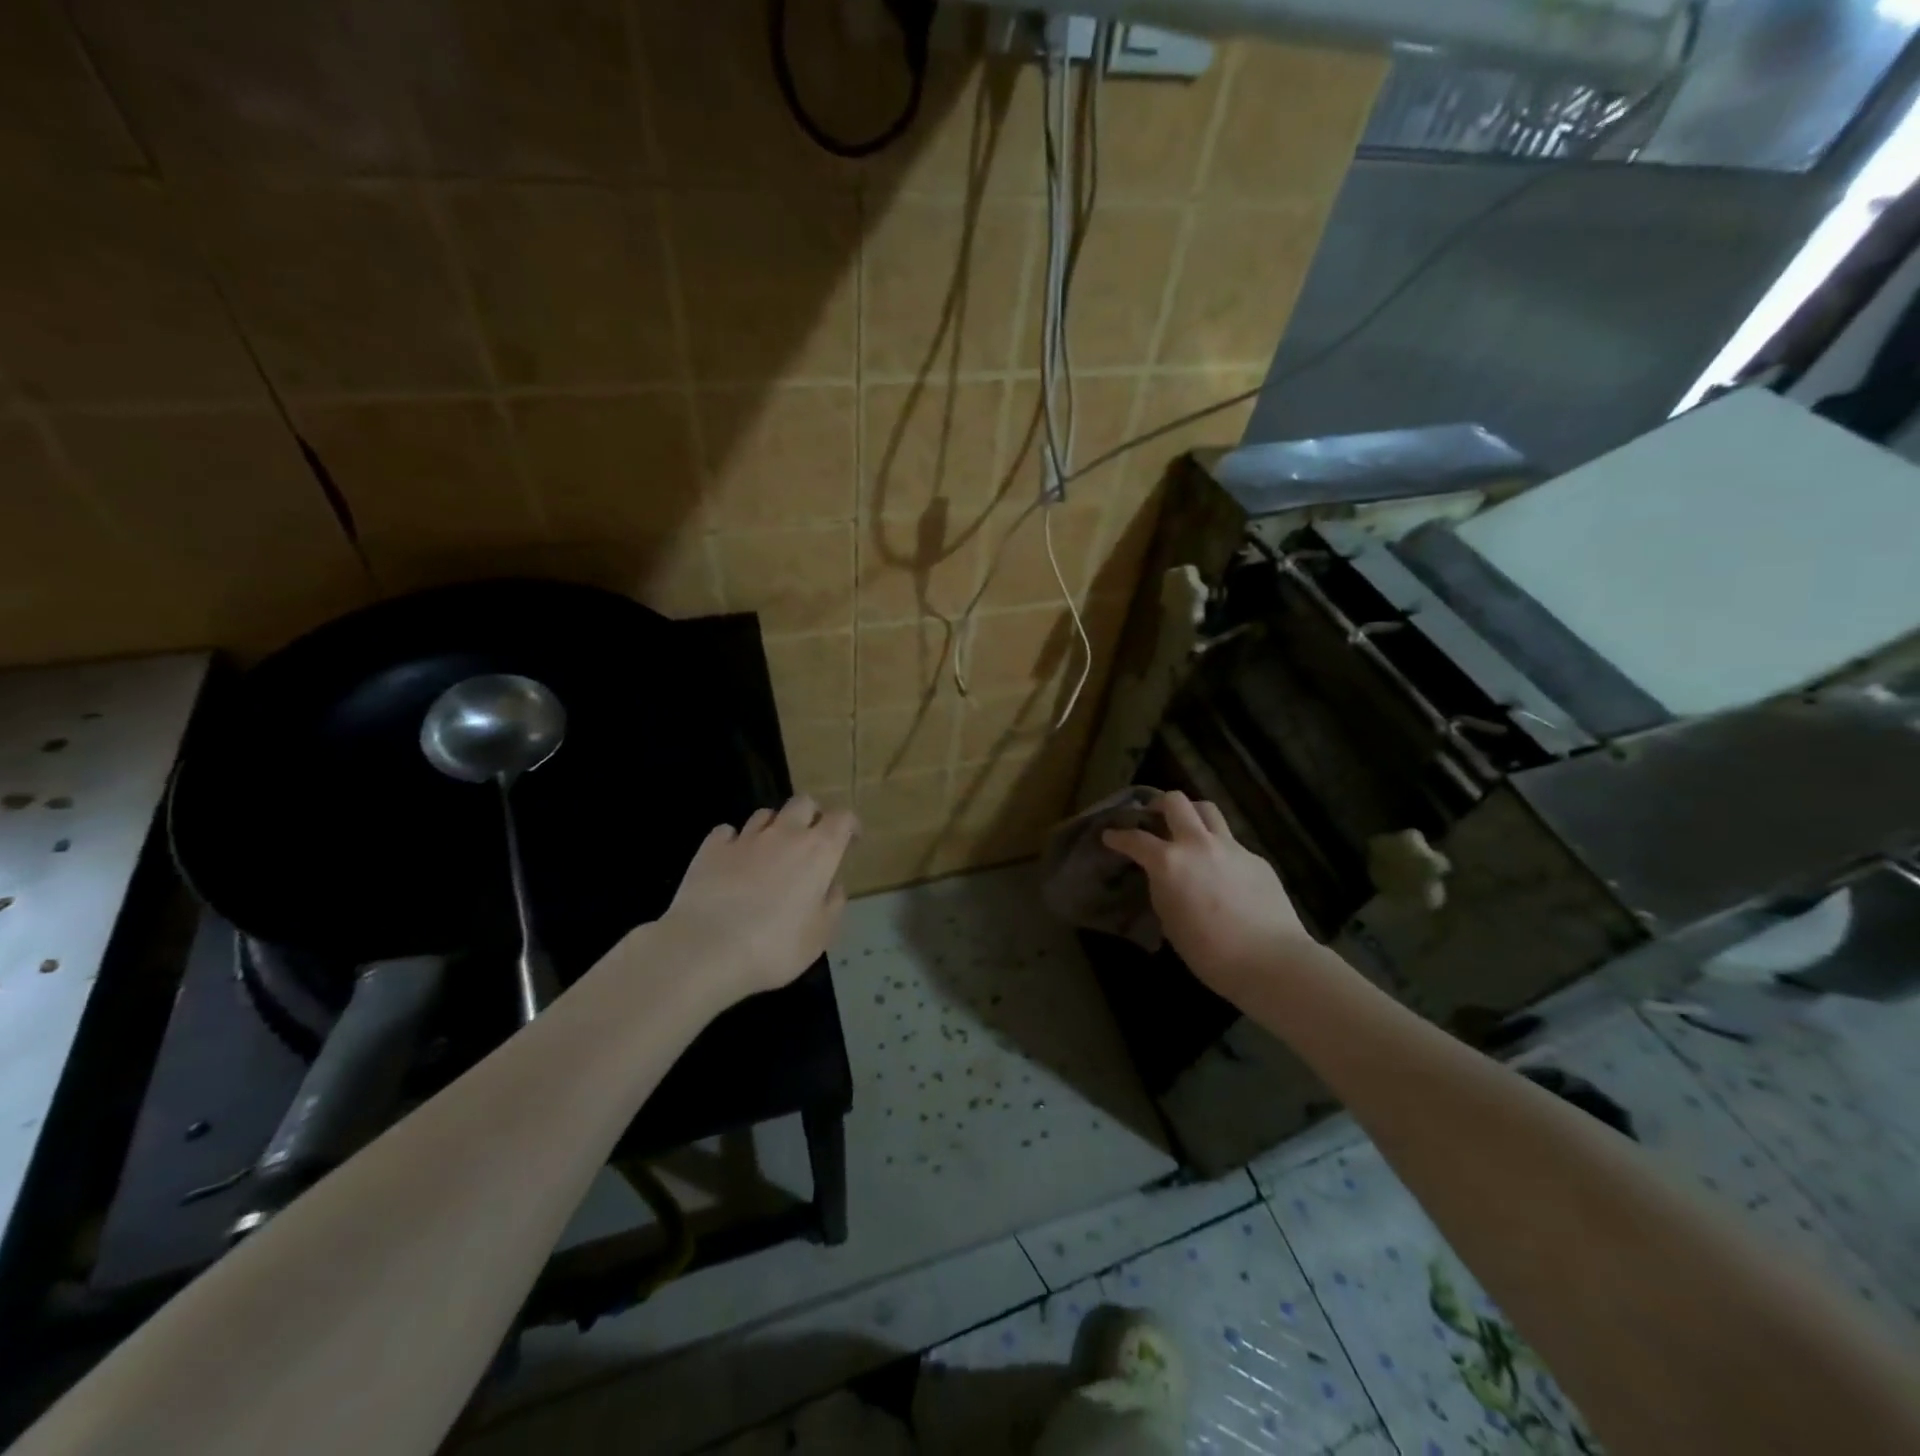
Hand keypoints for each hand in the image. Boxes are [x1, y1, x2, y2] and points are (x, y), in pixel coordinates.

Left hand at [657, 795, 859, 1006]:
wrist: (705, 950)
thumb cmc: (775, 947)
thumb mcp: (819, 936)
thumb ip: (833, 905)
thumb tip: (833, 887)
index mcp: (818, 851)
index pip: (842, 818)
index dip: (849, 825)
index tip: (851, 840)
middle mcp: (784, 834)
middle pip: (803, 803)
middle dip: (812, 815)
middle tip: (812, 839)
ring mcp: (745, 838)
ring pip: (765, 814)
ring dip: (774, 827)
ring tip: (771, 851)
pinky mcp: (710, 848)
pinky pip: (727, 832)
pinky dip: (734, 841)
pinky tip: (733, 860)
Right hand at [1102, 791, 1319, 1001]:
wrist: (1270, 961)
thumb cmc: (1209, 952)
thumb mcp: (1170, 920)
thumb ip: (1164, 889)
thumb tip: (1166, 878)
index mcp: (1169, 862)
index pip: (1135, 839)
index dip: (1118, 836)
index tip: (1110, 835)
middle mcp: (1197, 844)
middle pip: (1176, 802)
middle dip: (1159, 804)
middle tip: (1154, 816)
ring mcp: (1231, 847)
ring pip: (1208, 810)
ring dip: (1192, 814)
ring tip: (1188, 829)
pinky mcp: (1256, 858)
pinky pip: (1231, 843)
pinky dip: (1219, 848)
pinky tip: (1222, 871)